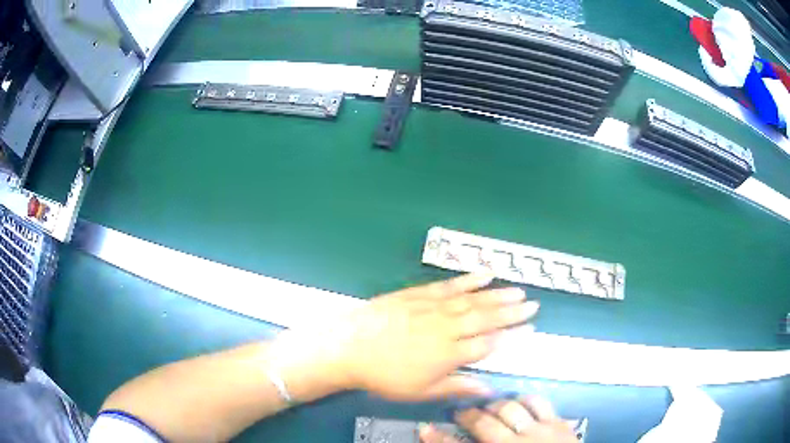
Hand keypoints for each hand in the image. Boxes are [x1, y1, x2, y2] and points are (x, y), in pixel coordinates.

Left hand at [319, 273, 537, 400]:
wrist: (349, 346)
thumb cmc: (385, 375)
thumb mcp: (420, 391)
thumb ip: (457, 387)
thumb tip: (488, 389)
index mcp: (449, 353)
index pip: (490, 344)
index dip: (512, 337)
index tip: (531, 329)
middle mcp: (447, 327)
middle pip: (487, 318)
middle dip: (513, 312)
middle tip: (533, 304)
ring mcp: (434, 307)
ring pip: (473, 300)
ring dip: (498, 295)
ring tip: (519, 291)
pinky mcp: (419, 293)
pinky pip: (450, 285)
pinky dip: (470, 279)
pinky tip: (485, 273)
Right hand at [420, 397, 577, 442]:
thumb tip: (455, 440)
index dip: (439, 439)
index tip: (425, 429)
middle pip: (484, 423)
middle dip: (468, 415)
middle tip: (461, 412)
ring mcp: (540, 431)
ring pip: (511, 408)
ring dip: (496, 406)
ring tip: (491, 407)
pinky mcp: (559, 423)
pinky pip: (539, 402)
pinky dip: (526, 400)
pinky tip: (521, 401)